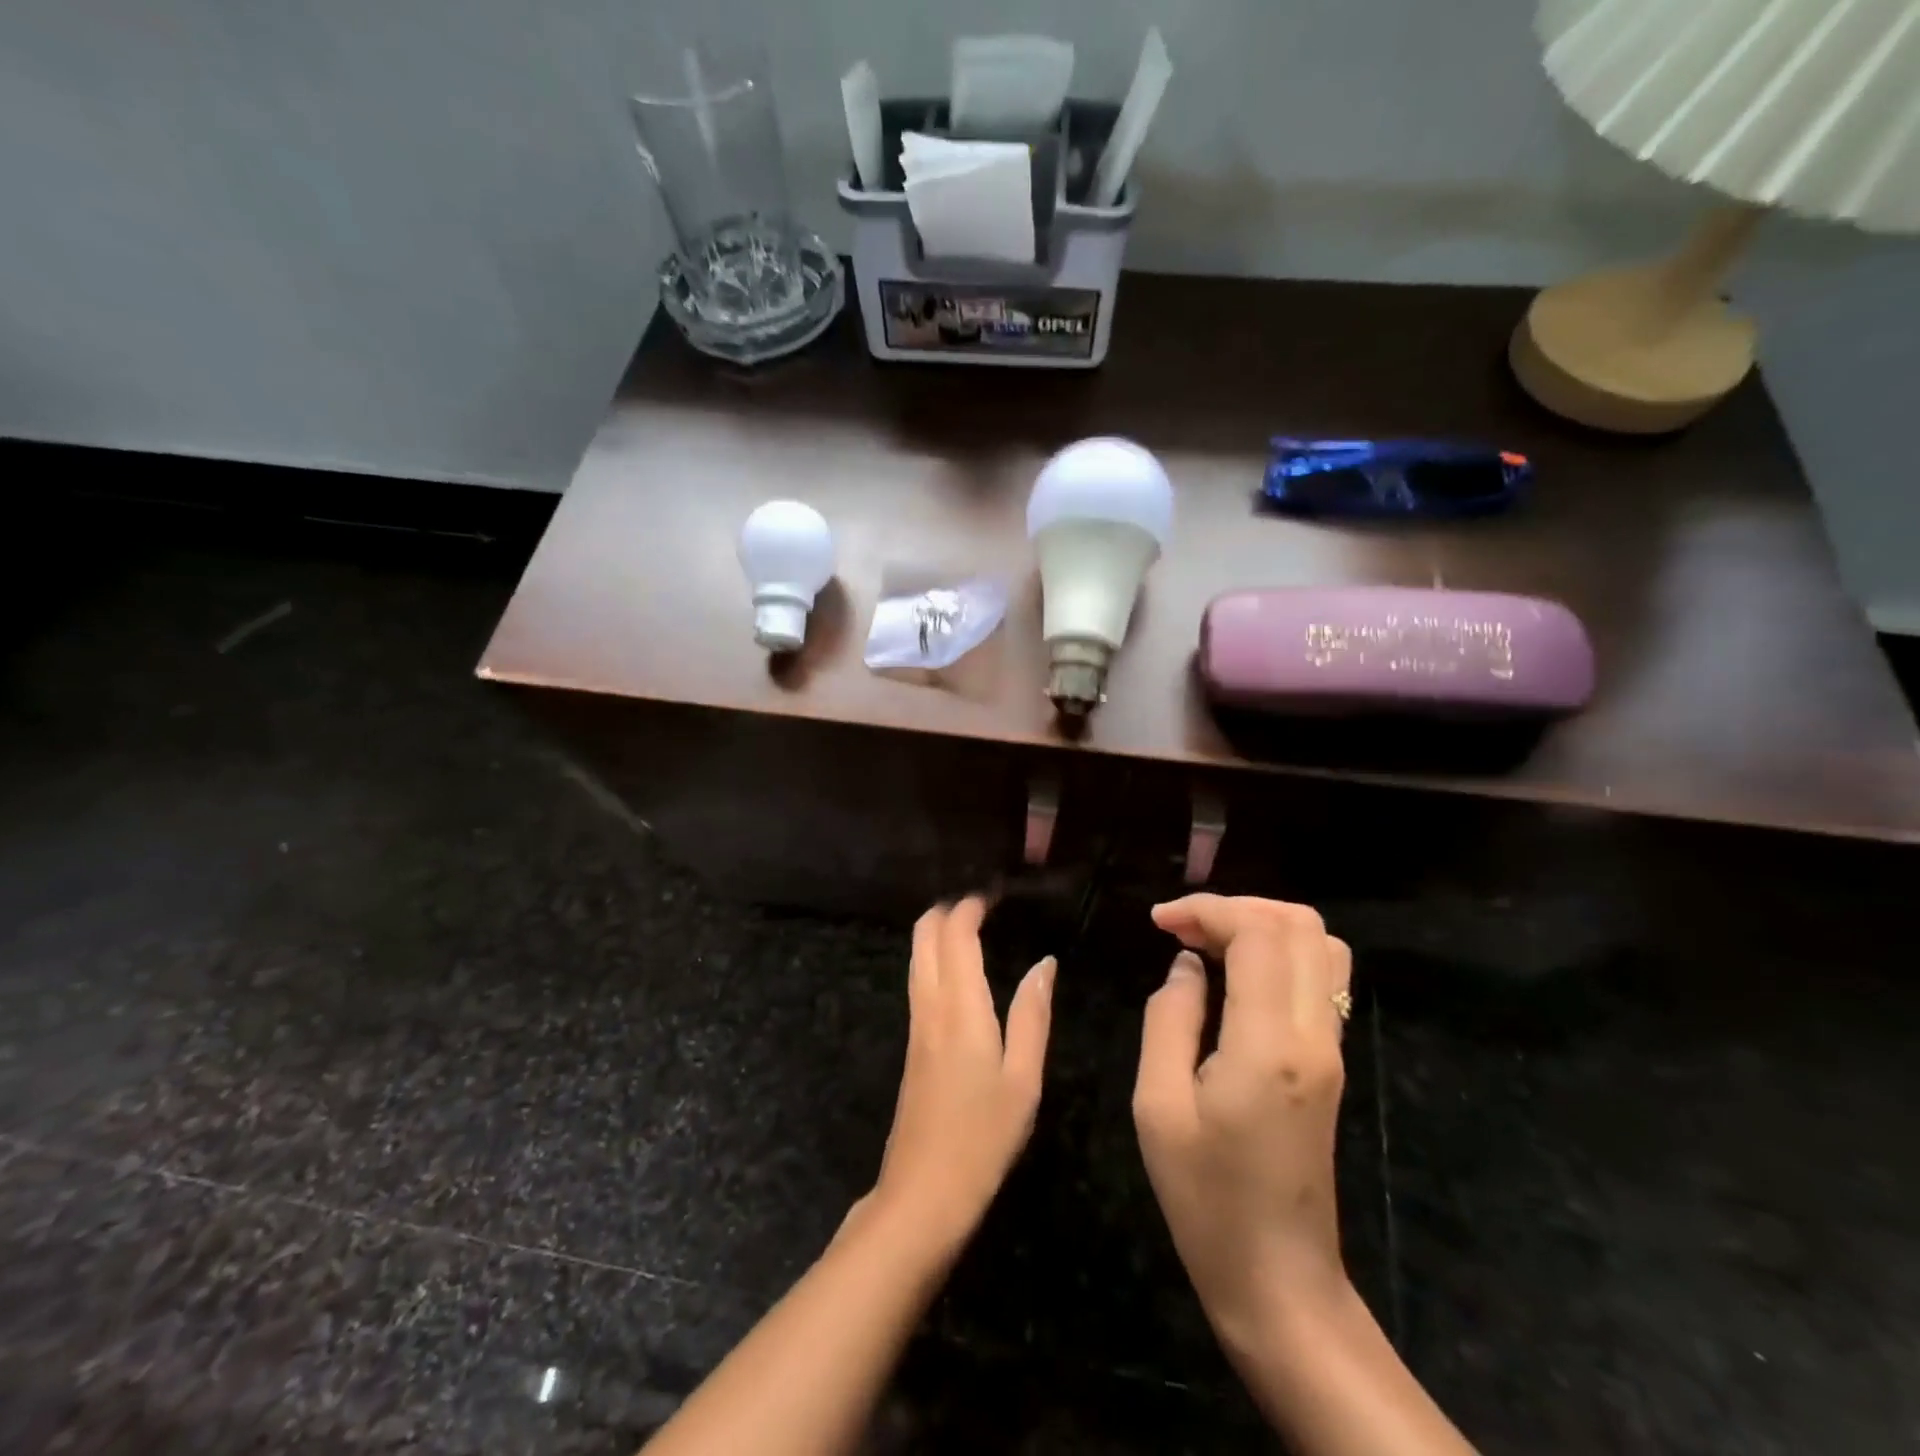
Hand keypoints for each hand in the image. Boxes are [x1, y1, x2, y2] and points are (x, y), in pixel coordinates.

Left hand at [869, 898, 1054, 1254]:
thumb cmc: (983, 1136)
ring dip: (937, 932)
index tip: (994, 893)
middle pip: (924, 936)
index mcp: (960, 1007)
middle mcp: (930, 1005)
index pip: (955, 934)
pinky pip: (918, 981)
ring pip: (916, 957)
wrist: (922, 1193)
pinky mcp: (911, 1045)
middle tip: (981, 903)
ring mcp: (915, 1025)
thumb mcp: (1024, 1078)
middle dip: (947, 910)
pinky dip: (934, 957)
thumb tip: (1044, 964)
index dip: (971, 906)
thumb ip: (1033, 1015)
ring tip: (971, 925)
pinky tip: (956, 969)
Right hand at [1132, 894, 1353, 1351]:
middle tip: (1184, 929)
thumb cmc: (1204, 1197)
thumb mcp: (1157, 1105)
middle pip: (1302, 925)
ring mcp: (1332, 1048)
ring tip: (1210, 943)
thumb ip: (1169, 1018)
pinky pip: (1322, 978)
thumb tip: (1188, 965)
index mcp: (1268, 1044)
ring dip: (1265, 926)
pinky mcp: (1332, 1062)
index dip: (1208, 909)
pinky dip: (1281, 953)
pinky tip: (1236, 974)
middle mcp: (1314, 1034)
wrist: (1278, 1279)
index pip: (1259, 933)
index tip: (1160, 923)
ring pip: (1322, 946)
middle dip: (1238, 908)